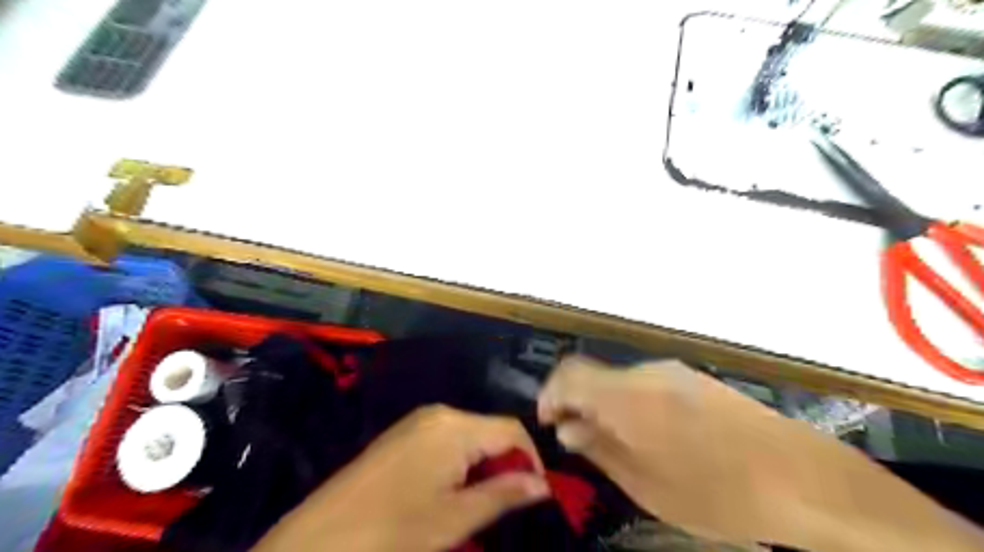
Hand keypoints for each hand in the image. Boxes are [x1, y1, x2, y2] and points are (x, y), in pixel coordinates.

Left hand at [253, 404, 549, 550]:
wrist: (319, 539)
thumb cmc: (394, 530)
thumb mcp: (456, 518)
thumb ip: (504, 494)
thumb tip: (543, 485)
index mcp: (455, 426)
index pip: (512, 430)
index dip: (532, 459)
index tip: (537, 494)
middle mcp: (439, 413)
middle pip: (490, 430)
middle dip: (506, 463)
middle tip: (508, 502)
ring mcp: (418, 421)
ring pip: (470, 436)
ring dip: (484, 464)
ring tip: (482, 500)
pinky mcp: (404, 434)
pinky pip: (447, 439)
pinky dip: (461, 462)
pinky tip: (452, 490)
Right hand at [535, 356, 983, 549]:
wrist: (805, 479)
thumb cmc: (718, 492)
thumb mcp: (646, 484)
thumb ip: (600, 449)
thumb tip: (569, 429)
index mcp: (627, 395)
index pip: (569, 374)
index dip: (550, 395)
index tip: (548, 423)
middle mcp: (646, 372)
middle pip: (594, 375)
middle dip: (578, 404)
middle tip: (579, 441)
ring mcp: (674, 372)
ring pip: (620, 381)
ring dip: (605, 406)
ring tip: (614, 445)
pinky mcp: (696, 380)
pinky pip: (646, 385)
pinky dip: (631, 405)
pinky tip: (650, 437)